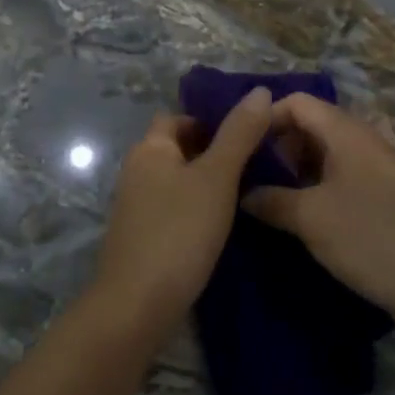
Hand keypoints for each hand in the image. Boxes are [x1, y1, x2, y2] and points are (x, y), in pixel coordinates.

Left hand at [91, 88, 273, 338]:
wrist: (137, 304)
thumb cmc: (179, 232)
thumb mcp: (216, 178)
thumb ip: (238, 135)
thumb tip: (260, 90)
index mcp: (149, 149)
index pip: (177, 118)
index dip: (209, 120)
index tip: (246, 135)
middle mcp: (136, 170)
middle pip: (176, 148)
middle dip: (211, 152)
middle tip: (254, 165)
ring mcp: (135, 206)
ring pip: (175, 180)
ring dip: (204, 182)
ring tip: (246, 193)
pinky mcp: (140, 236)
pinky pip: (172, 208)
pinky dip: (194, 209)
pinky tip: (220, 226)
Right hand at [241, 94, 394, 328]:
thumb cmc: (368, 238)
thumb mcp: (309, 218)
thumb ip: (270, 200)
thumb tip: (244, 194)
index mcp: (347, 134)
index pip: (297, 102)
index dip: (266, 117)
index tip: (241, 147)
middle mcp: (364, 142)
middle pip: (312, 124)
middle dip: (279, 145)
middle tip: (253, 175)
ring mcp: (378, 169)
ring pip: (326, 153)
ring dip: (296, 169)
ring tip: (271, 197)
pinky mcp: (385, 196)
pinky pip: (341, 176)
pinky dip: (317, 186)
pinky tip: (302, 214)